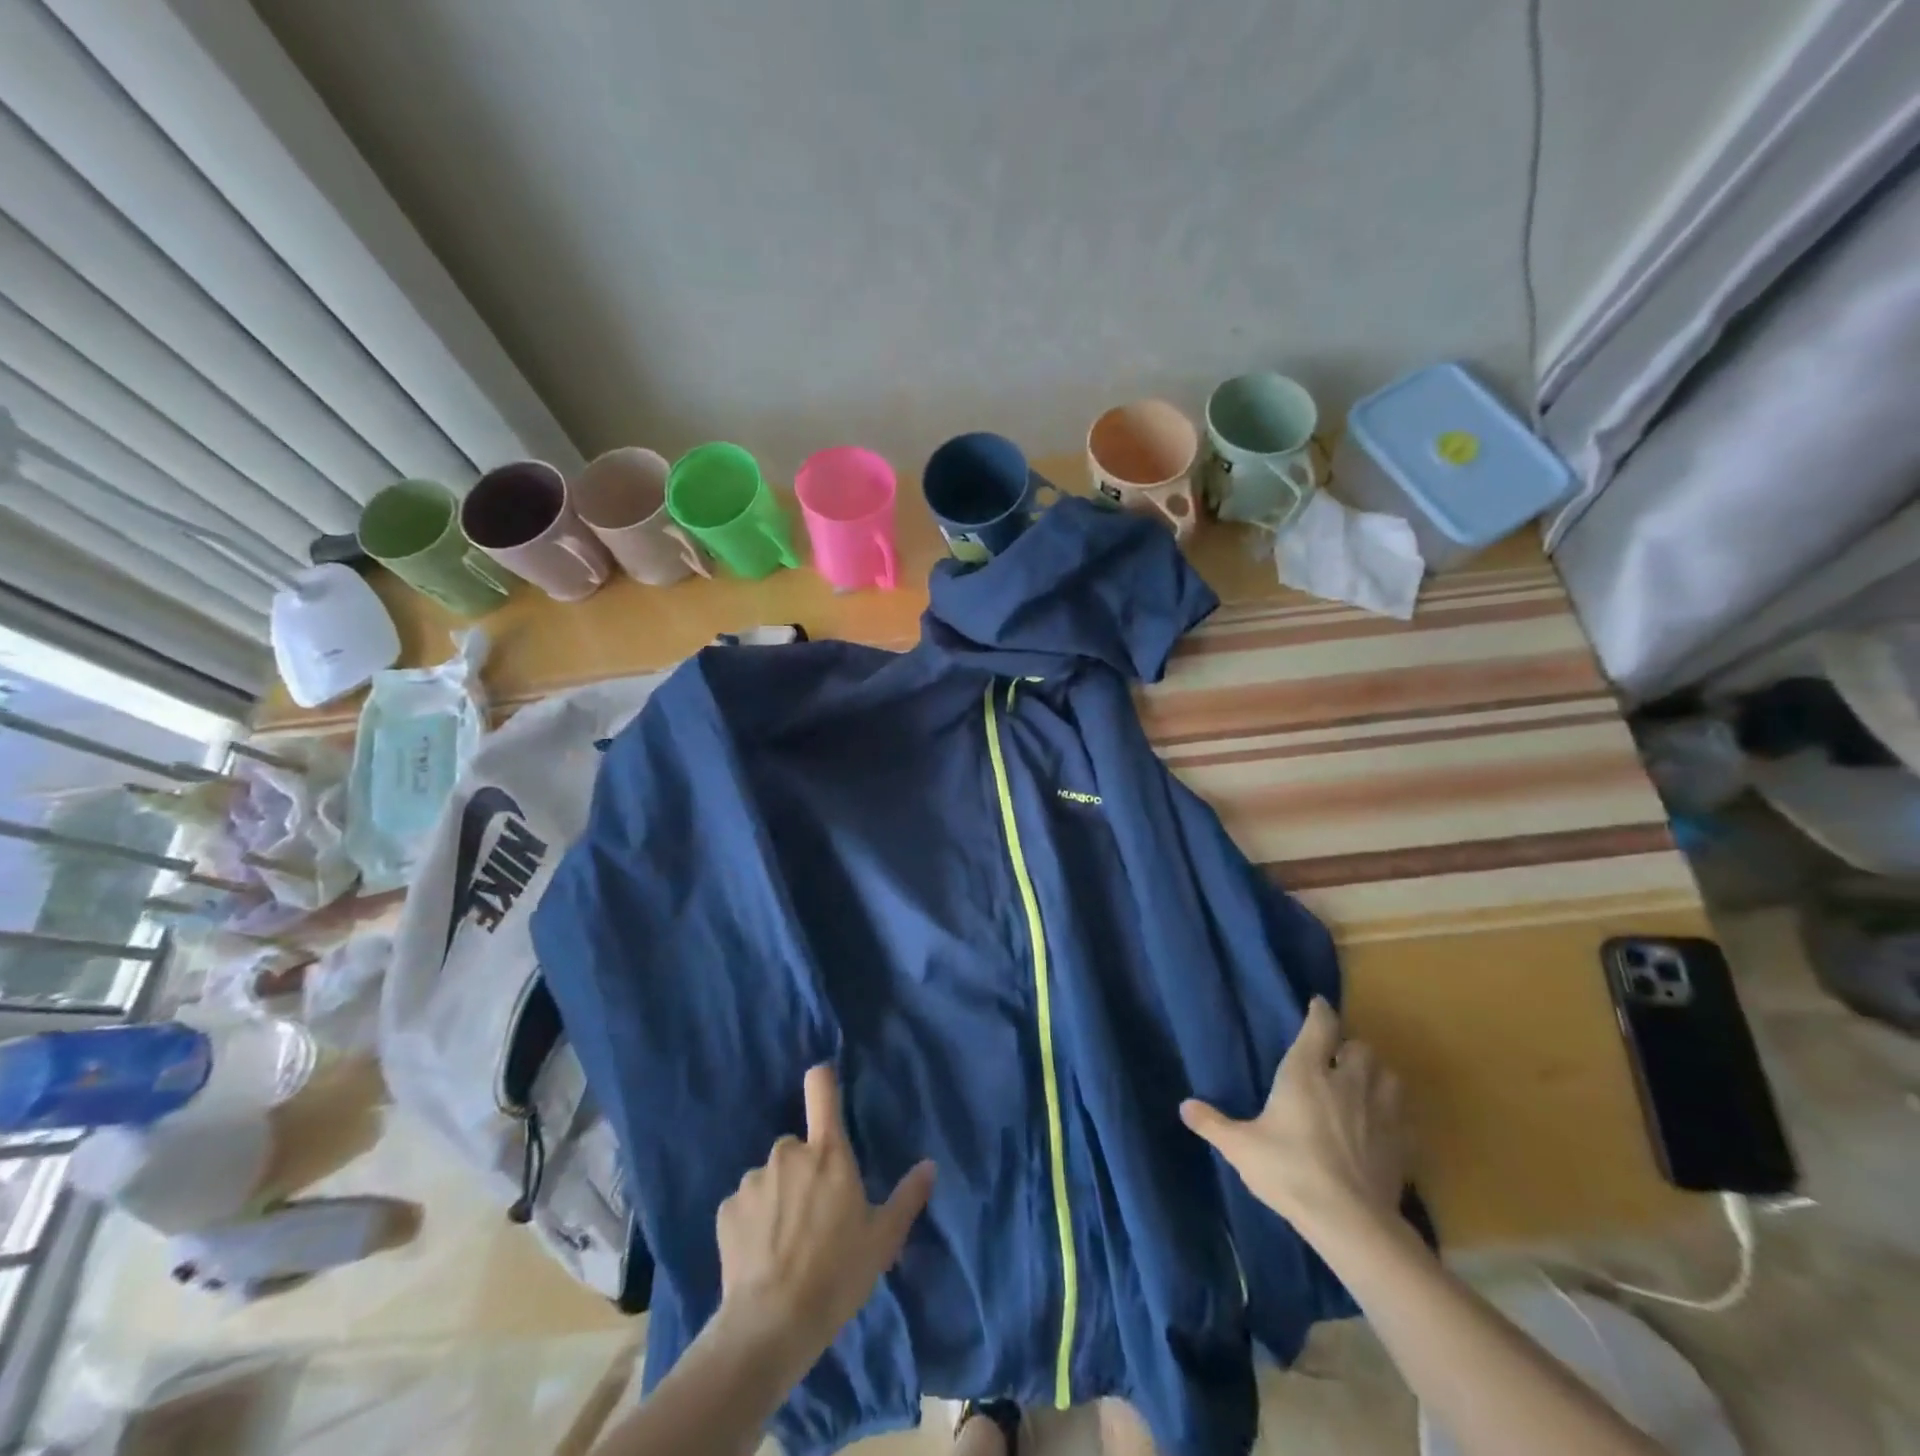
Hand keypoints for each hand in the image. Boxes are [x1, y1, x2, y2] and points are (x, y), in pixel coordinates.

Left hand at [712, 1064, 934, 1370]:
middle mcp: (787, 1153)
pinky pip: (745, 1206)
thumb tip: (929, 1165)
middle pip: (798, 1146)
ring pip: (770, 1178)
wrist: (771, 1326)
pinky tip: (761, 1256)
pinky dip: (752, 1222)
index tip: (826, 1086)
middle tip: (815, 1215)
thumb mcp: (883, 1239)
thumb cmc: (837, 1274)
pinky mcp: (725, 1210)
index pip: (821, 1088)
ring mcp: (753, 1180)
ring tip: (786, 1244)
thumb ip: (907, 1197)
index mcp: (827, 1151)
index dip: (824, 1080)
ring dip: (779, 1197)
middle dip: (805, 1171)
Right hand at [1180, 997, 1407, 1237]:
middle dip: (1350, 1048)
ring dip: (1377, 1075)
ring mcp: (1379, 1110)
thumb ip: (1213, 1124)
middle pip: (1361, 1047)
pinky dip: (1395, 1112)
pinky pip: (1403, 1114)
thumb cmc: (1290, 1171)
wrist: (1351, 1221)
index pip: (1320, 1026)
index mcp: (1306, 1072)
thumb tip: (1184, 1106)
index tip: (1317, 1004)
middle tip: (1337, 1058)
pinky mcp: (1401, 1142)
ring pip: (1388, 1074)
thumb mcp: (1241, 1147)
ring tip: (1363, 1085)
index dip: (1320, 1011)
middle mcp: (1346, 1080)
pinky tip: (1383, 1124)